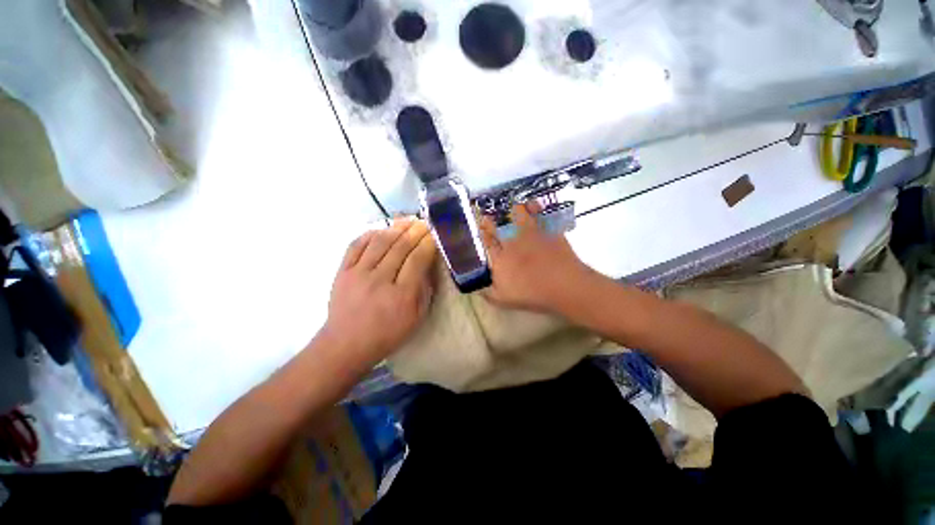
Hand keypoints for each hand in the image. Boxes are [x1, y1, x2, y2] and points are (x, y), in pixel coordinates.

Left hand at [324, 218, 436, 363]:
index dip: (427, 244)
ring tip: (407, 220)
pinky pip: (356, 245)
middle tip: (424, 222)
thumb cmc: (387, 334)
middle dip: (415, 231)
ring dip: (396, 228)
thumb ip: (424, 290)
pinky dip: (370, 234)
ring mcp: (358, 274)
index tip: (434, 235)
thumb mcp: (416, 318)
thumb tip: (427, 264)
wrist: (346, 344)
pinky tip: (382, 230)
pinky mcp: (342, 271)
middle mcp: (380, 280)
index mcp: (401, 295)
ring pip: (380, 242)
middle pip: (400, 247)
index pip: (417, 260)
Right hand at [479, 203, 591, 312]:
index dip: (482, 233)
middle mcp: (511, 241)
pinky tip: (532, 205)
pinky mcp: (546, 228)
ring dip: (510, 211)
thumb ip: (488, 292)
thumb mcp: (503, 300)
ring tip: (511, 211)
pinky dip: (533, 206)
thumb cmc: (532, 294)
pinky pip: (538, 211)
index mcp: (499, 257)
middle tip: (488, 218)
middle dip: (490, 220)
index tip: (479, 229)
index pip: (486, 240)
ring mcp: (529, 232)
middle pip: (496, 225)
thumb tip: (479, 288)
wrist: (563, 285)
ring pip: (515, 213)